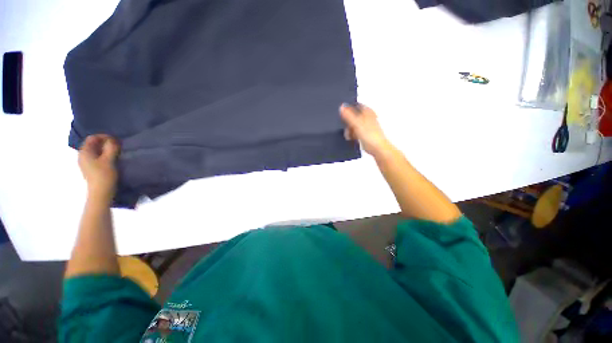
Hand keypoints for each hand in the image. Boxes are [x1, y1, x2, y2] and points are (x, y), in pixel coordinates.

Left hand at [78, 134, 119, 200]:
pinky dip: (104, 155)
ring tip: (116, 152)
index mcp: (84, 152)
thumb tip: (112, 140)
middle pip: (93, 144)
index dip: (104, 137)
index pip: (92, 138)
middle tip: (117, 146)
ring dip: (105, 150)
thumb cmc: (104, 175)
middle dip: (105, 143)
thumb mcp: (109, 160)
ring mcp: (85, 163)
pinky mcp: (90, 168)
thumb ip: (111, 148)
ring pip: (95, 151)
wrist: (101, 193)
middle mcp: (82, 156)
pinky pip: (96, 157)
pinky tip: (111, 159)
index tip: (116, 140)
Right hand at [339, 103, 391, 155]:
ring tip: (349, 135)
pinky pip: (355, 132)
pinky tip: (351, 138)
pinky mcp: (364, 133)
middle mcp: (367, 117)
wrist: (377, 148)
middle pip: (353, 116)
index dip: (348, 108)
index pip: (356, 105)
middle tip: (346, 127)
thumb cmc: (371, 136)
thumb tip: (342, 106)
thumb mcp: (357, 124)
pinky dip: (352, 134)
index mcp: (367, 112)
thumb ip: (349, 115)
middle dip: (347, 122)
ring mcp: (366, 126)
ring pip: (353, 124)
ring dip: (349, 129)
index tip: (342, 114)